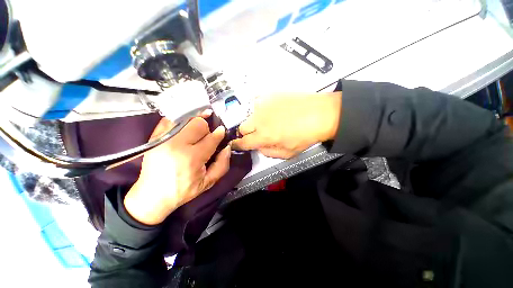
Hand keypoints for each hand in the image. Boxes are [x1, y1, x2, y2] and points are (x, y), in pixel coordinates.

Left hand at [124, 114, 230, 224]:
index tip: (222, 131)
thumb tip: (227, 147)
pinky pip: (170, 119)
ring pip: (185, 118)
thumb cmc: (183, 190)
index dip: (219, 133)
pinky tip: (186, 125)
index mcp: (192, 158)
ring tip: (198, 128)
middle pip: (198, 124)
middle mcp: (177, 145)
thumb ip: (222, 164)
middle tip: (206, 136)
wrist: (152, 195)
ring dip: (195, 122)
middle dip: (206, 128)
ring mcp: (163, 139)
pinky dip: (181, 120)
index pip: (211, 138)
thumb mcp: (208, 182)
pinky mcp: (154, 137)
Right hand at [232, 92, 341, 158]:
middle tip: (258, 134)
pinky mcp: (269, 95)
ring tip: (270, 120)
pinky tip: (273, 110)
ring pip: (250, 115)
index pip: (243, 142)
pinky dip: (262, 109)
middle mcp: (260, 120)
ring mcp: (263, 105)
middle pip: (242, 128)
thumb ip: (269, 152)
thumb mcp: (288, 153)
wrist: (320, 113)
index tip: (235, 145)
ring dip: (256, 121)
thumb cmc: (306, 135)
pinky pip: (258, 102)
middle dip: (247, 133)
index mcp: (264, 136)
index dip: (237, 145)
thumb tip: (259, 147)